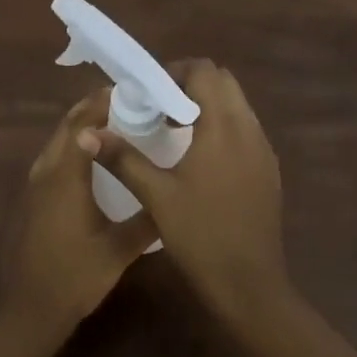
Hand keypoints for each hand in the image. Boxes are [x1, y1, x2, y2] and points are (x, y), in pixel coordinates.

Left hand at [0, 88, 158, 333]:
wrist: (29, 310)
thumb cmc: (76, 276)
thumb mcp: (119, 250)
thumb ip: (146, 221)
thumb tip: (172, 198)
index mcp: (66, 178)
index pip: (83, 127)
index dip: (102, 105)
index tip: (127, 93)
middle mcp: (45, 174)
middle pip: (65, 128)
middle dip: (89, 108)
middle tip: (120, 100)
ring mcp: (32, 187)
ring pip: (54, 143)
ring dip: (76, 126)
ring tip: (106, 120)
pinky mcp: (28, 201)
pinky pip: (49, 160)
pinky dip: (67, 146)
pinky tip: (85, 159)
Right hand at [82, 60, 287, 328]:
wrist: (250, 285)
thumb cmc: (201, 236)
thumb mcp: (156, 196)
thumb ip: (123, 158)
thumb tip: (88, 133)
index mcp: (224, 127)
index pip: (205, 71)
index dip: (174, 73)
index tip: (148, 94)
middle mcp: (250, 129)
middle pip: (224, 82)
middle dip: (190, 86)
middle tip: (158, 109)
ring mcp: (264, 150)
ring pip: (237, 106)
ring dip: (206, 107)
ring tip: (173, 133)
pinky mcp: (268, 170)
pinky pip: (245, 130)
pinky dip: (221, 128)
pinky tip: (198, 159)